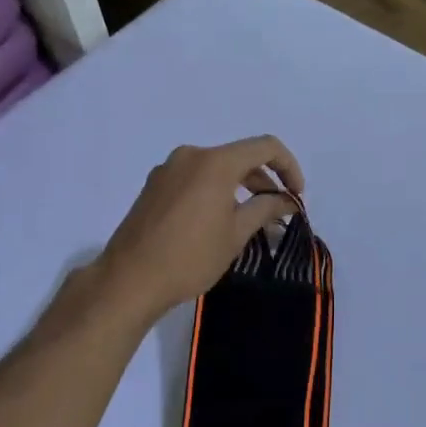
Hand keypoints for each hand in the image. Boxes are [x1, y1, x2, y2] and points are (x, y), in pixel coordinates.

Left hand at [88, 137, 304, 325]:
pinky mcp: (154, 186)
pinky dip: (215, 191)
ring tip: (251, 219)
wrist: (129, 280)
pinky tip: (218, 221)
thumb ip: (266, 208)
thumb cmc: (191, 257)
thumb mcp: (236, 234)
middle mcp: (190, 156)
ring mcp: (168, 170)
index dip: (289, 166)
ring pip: (216, 169)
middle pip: (239, 157)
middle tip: (278, 211)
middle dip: (264, 180)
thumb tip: (288, 200)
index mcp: (215, 162)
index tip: (296, 195)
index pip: (265, 147)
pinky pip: (195, 179)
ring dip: (239, 187)